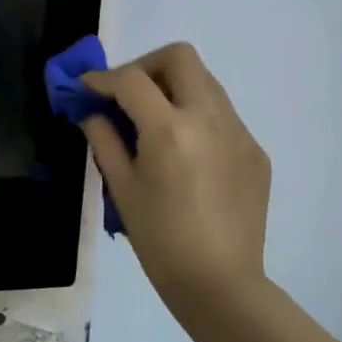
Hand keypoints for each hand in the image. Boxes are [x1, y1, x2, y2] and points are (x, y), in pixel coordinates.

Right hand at [80, 43, 271, 313]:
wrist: (220, 284)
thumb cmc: (160, 241)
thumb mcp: (122, 189)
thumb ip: (104, 140)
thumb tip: (92, 112)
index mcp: (170, 130)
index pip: (132, 80)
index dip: (103, 79)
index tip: (86, 88)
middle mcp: (210, 118)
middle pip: (180, 57)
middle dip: (145, 66)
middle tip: (126, 95)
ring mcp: (239, 132)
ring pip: (205, 82)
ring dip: (173, 88)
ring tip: (153, 121)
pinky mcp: (255, 151)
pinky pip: (222, 115)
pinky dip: (196, 116)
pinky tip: (185, 153)